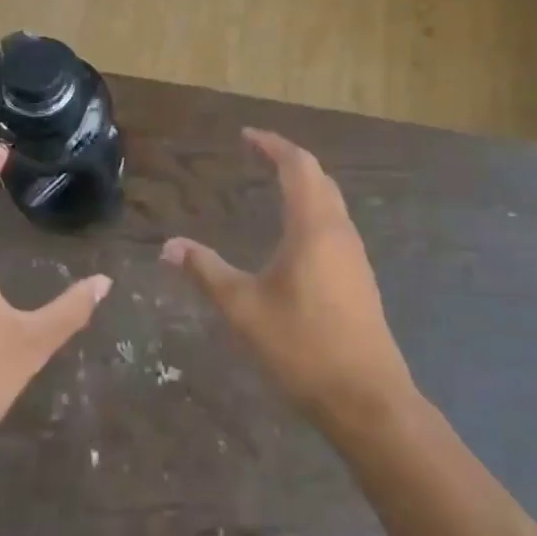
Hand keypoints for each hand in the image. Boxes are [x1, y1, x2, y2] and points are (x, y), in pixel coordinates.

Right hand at [162, 130, 415, 440]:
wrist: (367, 399)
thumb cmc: (302, 346)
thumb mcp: (243, 308)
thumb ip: (206, 271)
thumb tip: (169, 246)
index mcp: (313, 226)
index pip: (297, 165)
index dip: (272, 145)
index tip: (246, 136)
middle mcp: (339, 231)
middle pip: (318, 177)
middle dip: (288, 159)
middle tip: (257, 155)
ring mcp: (355, 255)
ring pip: (331, 201)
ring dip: (305, 185)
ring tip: (274, 186)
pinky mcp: (360, 278)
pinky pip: (336, 224)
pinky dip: (313, 210)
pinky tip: (296, 235)